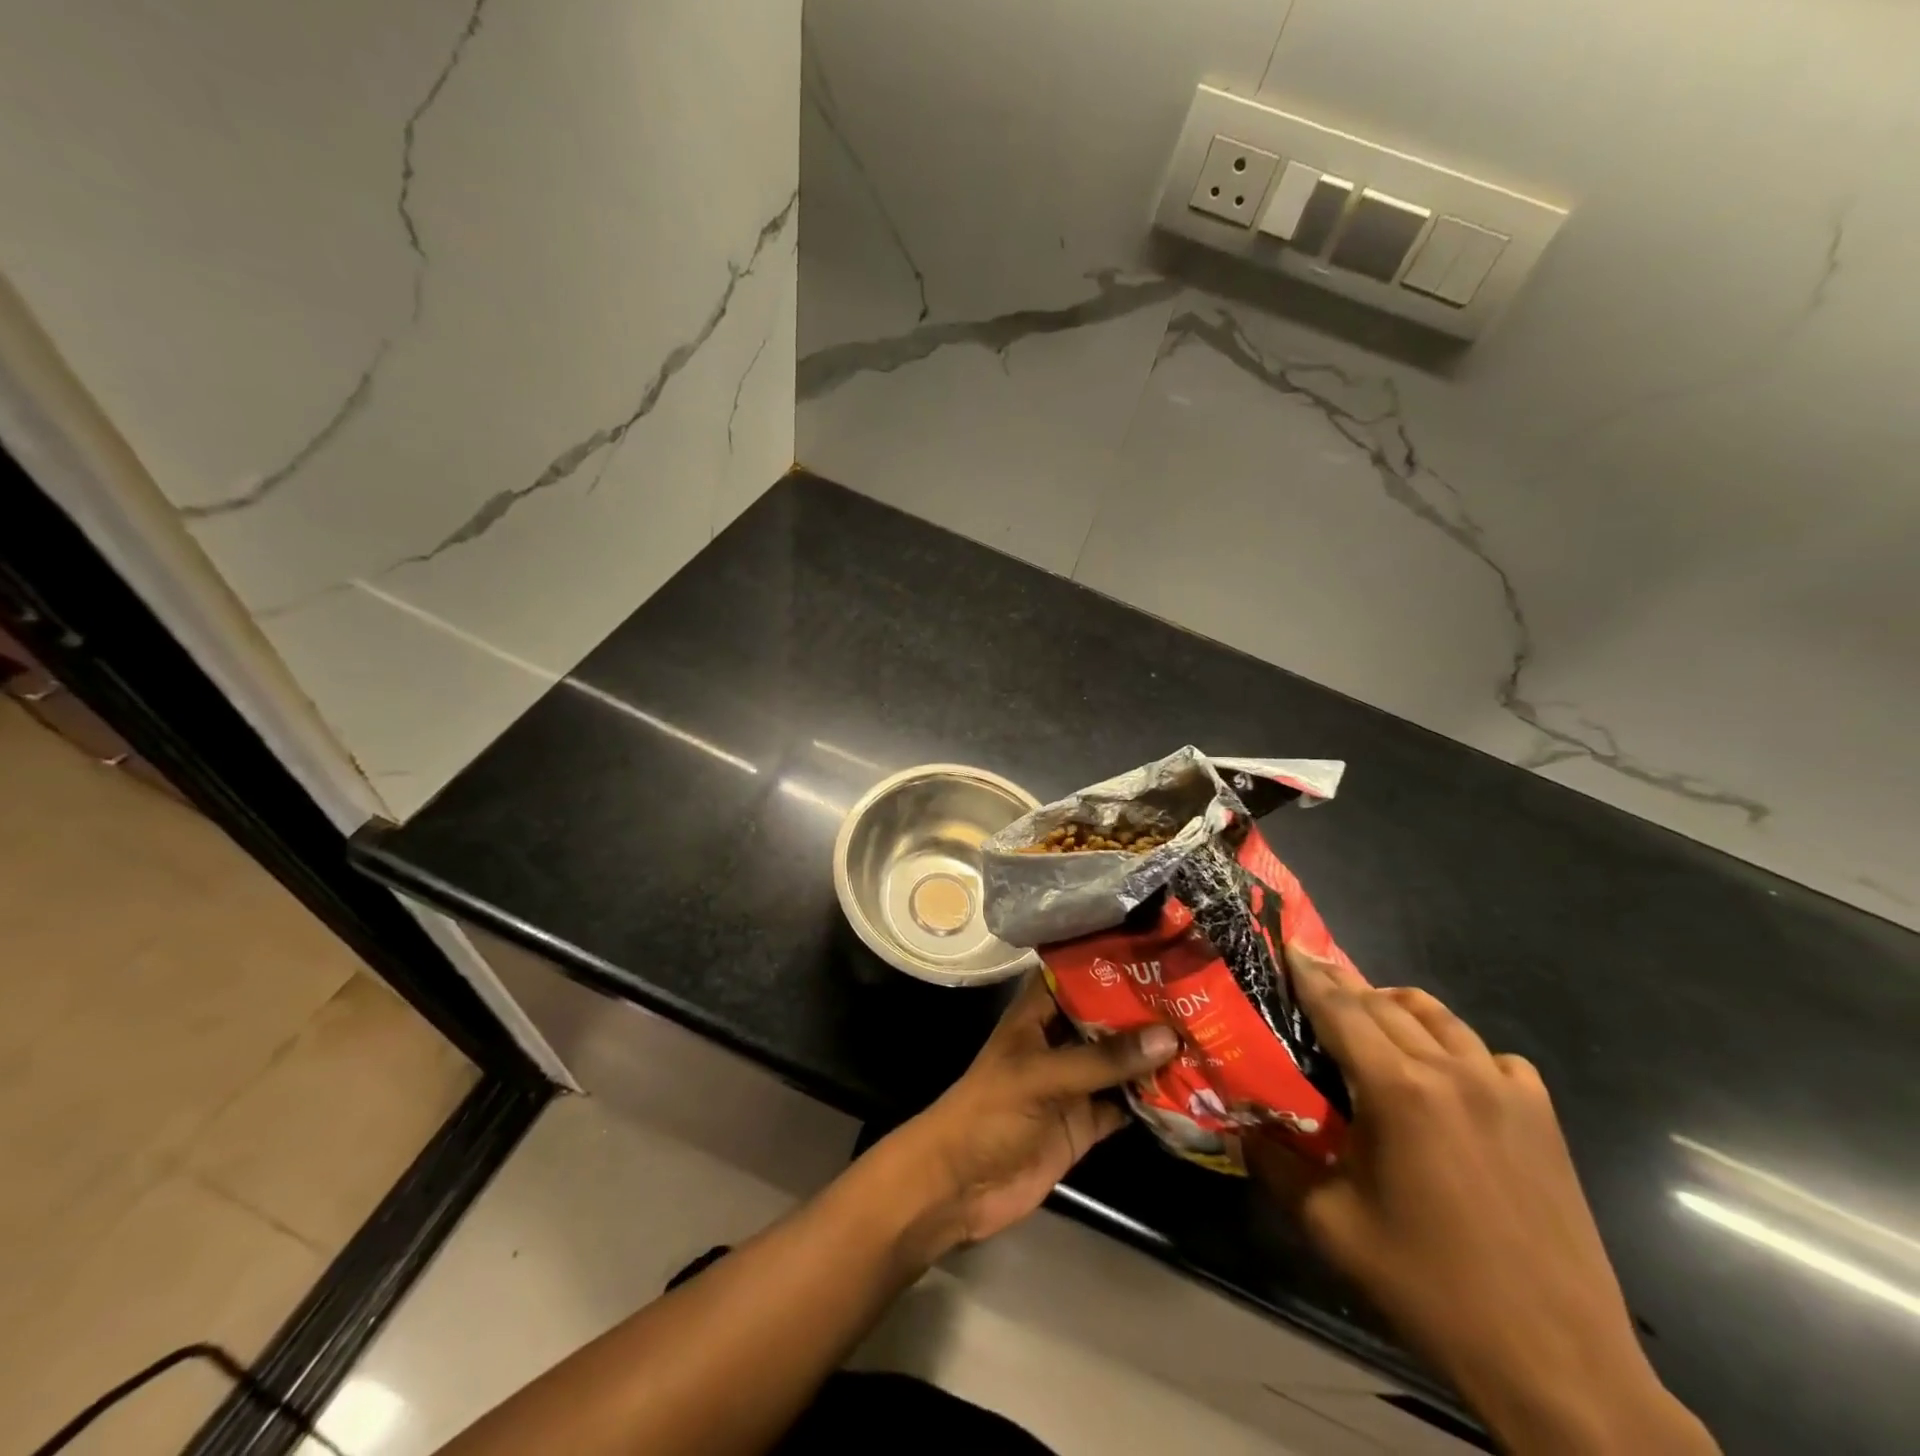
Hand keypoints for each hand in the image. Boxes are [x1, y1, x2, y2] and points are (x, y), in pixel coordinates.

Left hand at [881, 975, 1178, 1253]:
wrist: (960, 1187)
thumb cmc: (990, 1113)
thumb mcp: (1042, 1076)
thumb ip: (1102, 1059)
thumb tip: (1168, 1036)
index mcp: (1037, 1014)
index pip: (1075, 973)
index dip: (1109, 959)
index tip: (1157, 947)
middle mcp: (1058, 1041)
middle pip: (1105, 1017)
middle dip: (1145, 1008)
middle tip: (1200, 992)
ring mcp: (1073, 1083)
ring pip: (1120, 1061)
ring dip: (1154, 1054)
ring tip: (1208, 1034)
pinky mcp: (1085, 1123)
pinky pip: (1125, 1105)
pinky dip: (1153, 1100)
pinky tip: (1193, 1089)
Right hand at [1250, 953, 1717, 1454]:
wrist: (1558, 1363)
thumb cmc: (1430, 1288)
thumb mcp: (1330, 1226)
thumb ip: (1274, 1162)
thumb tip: (1238, 1124)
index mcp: (1398, 1090)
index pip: (1341, 1009)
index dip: (1309, 974)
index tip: (1287, 943)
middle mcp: (1454, 1072)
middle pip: (1385, 1003)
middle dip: (1344, 984)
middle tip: (1312, 977)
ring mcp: (1507, 1091)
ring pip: (1440, 1017)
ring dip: (1397, 1005)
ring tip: (1370, 1015)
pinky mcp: (1543, 1118)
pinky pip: (1492, 1055)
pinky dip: (1459, 1048)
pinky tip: (1447, 1076)